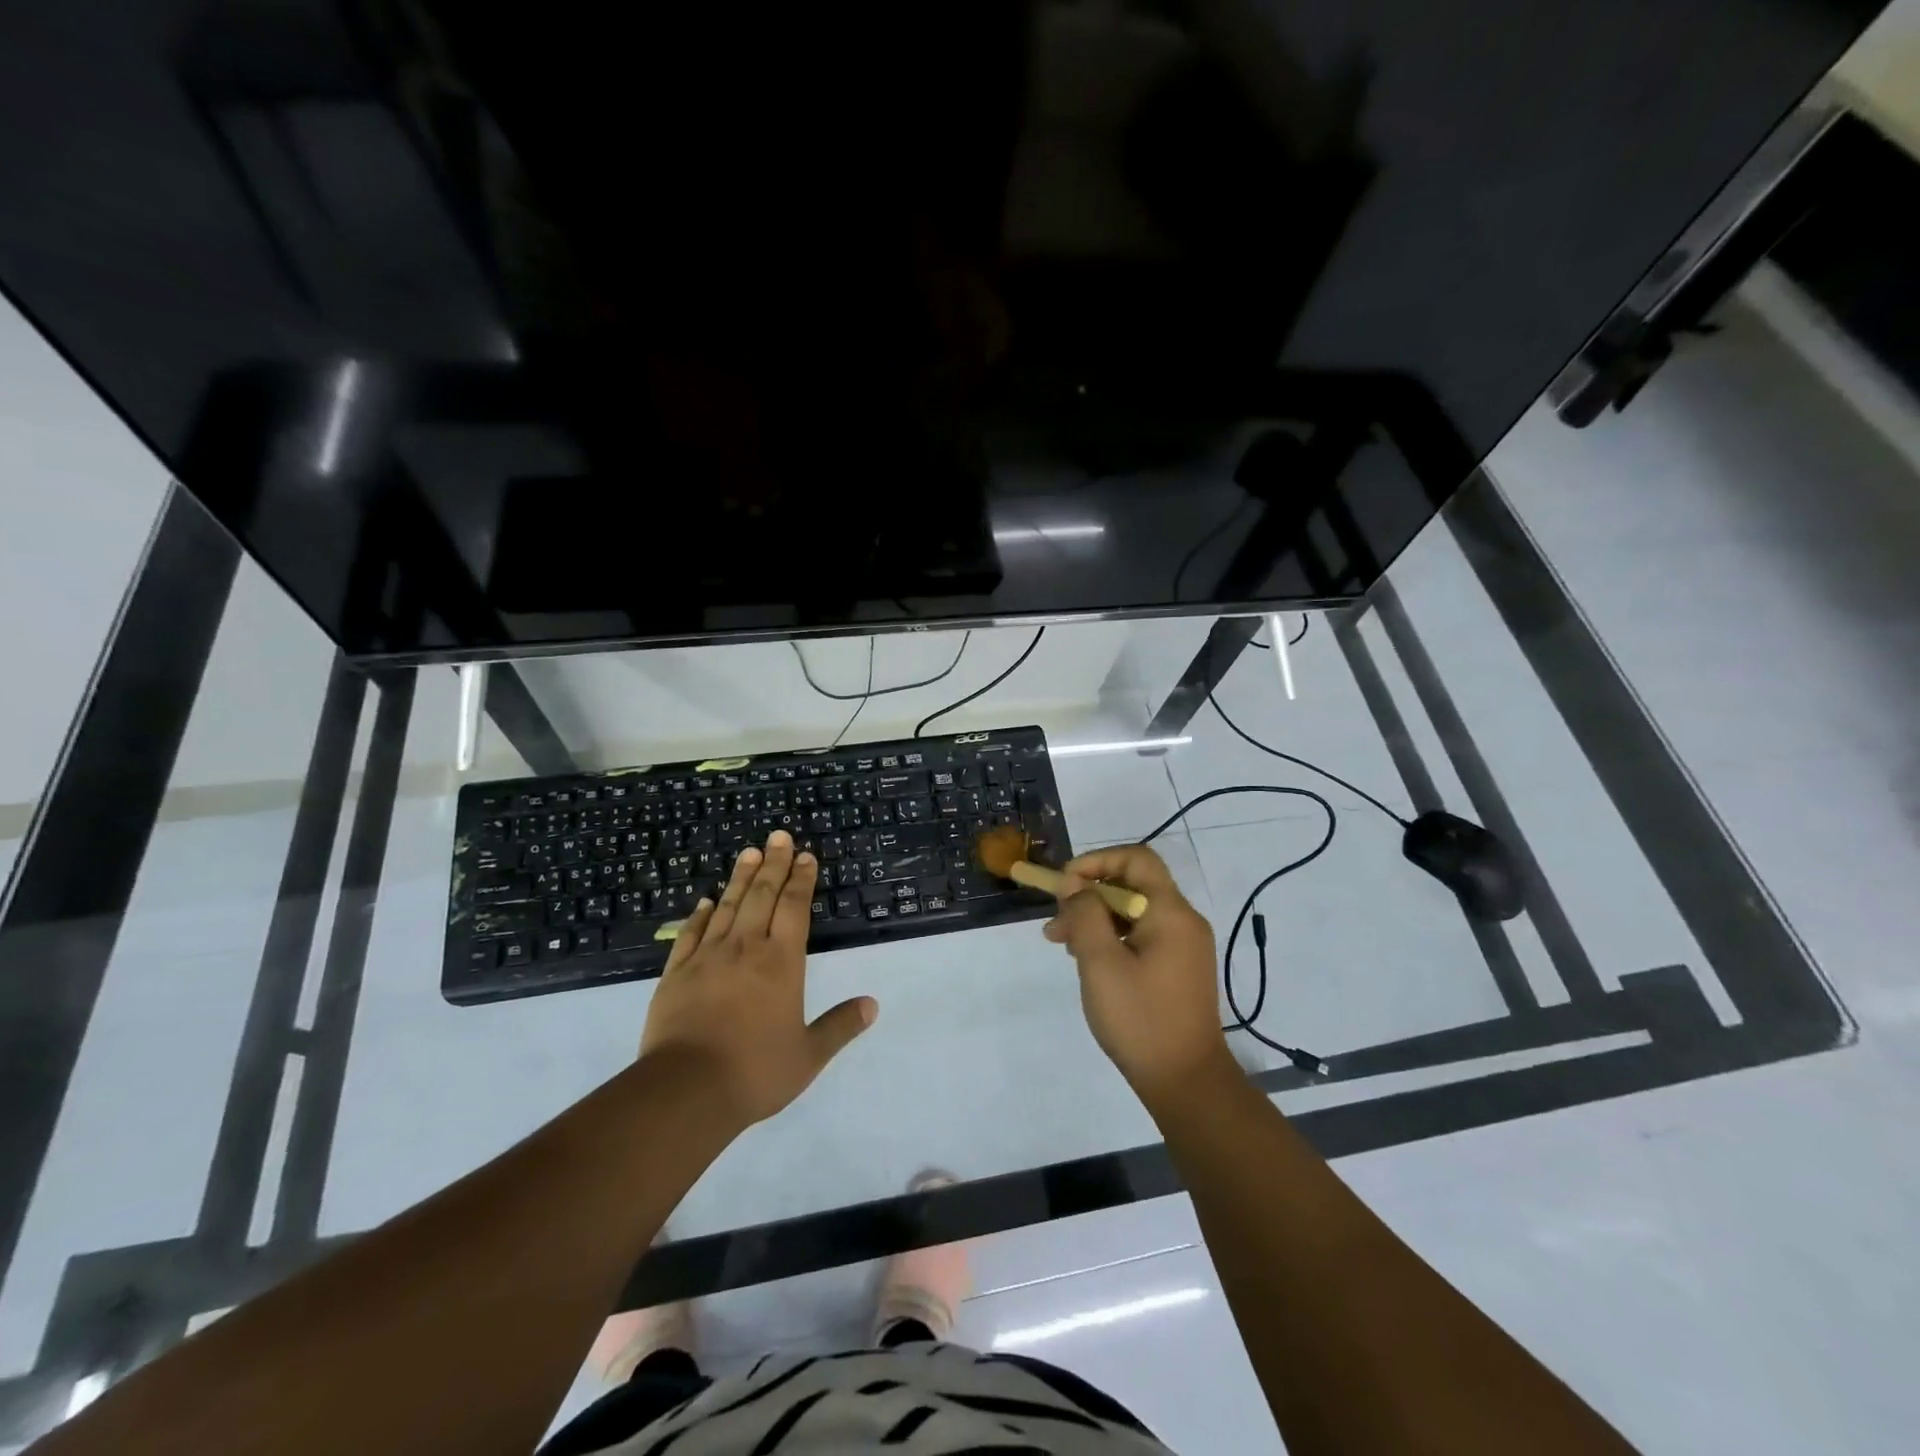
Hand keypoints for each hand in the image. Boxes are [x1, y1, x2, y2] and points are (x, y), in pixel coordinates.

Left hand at [640, 831, 876, 1127]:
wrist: (685, 1090)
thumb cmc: (755, 1071)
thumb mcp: (808, 1055)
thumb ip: (840, 1026)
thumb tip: (872, 1005)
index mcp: (781, 963)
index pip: (794, 909)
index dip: (801, 880)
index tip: (805, 856)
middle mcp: (745, 949)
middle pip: (762, 896)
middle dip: (773, 864)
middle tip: (778, 836)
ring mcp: (707, 958)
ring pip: (727, 906)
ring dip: (740, 878)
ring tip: (749, 852)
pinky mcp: (676, 973)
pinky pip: (691, 934)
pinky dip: (700, 914)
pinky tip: (705, 901)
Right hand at [1043, 844, 1233, 1105]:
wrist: (1186, 1083)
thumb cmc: (1141, 1019)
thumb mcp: (1101, 963)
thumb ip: (1085, 914)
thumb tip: (1075, 884)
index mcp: (1171, 913)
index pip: (1136, 858)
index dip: (1097, 861)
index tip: (1065, 884)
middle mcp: (1182, 921)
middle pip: (1132, 885)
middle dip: (1089, 894)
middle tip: (1055, 920)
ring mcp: (1182, 946)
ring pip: (1132, 912)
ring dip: (1095, 918)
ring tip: (1060, 942)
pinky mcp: (1176, 968)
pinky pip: (1140, 936)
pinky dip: (1111, 938)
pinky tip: (1086, 960)